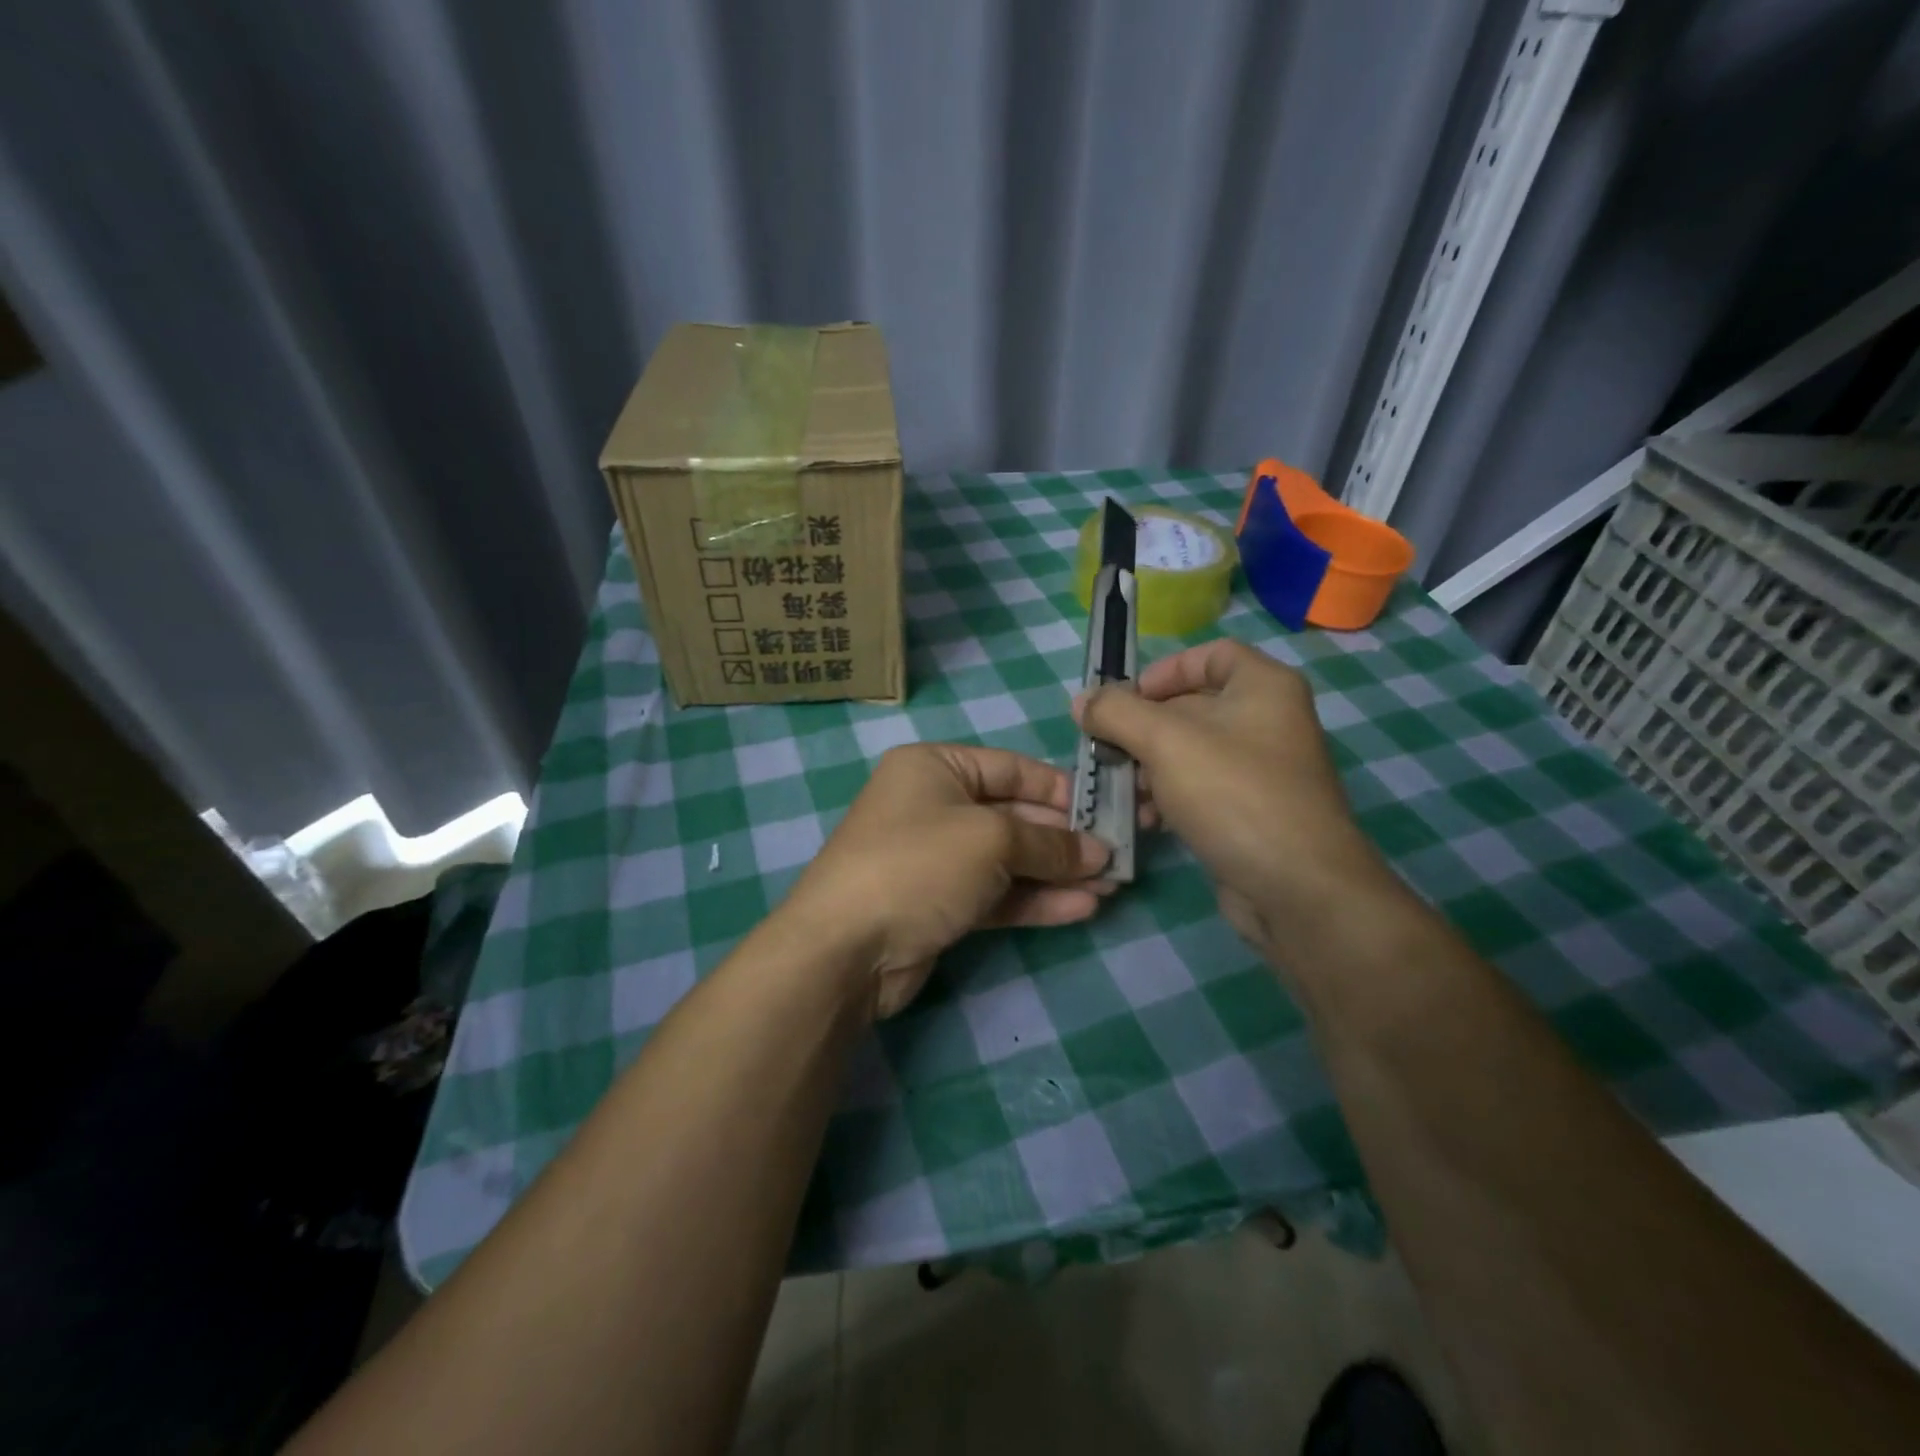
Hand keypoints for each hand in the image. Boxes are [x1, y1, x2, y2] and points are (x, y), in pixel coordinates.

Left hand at [780, 744, 1117, 1019]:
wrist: (845, 948)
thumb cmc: (919, 864)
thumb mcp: (991, 840)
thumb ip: (1050, 843)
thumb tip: (1098, 851)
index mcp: (935, 768)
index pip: (1011, 768)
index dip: (1061, 789)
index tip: (1107, 808)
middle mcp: (934, 806)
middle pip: (1014, 815)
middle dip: (1065, 837)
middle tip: (1118, 854)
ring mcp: (935, 858)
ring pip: (1009, 859)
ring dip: (1057, 872)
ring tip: (1112, 885)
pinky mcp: (939, 904)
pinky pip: (995, 894)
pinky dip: (1035, 899)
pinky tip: (1082, 908)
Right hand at [1074, 639, 1394, 959]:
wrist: (1297, 888)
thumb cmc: (1233, 794)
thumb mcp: (1164, 741)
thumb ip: (1116, 712)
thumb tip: (1082, 701)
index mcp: (1263, 686)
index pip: (1210, 655)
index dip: (1164, 670)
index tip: (1126, 700)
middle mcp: (1268, 721)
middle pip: (1192, 706)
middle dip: (1142, 728)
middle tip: (1105, 749)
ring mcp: (1262, 770)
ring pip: (1190, 753)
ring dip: (1148, 767)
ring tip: (1120, 789)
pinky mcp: (1251, 812)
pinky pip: (1201, 790)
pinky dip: (1168, 797)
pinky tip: (1143, 819)